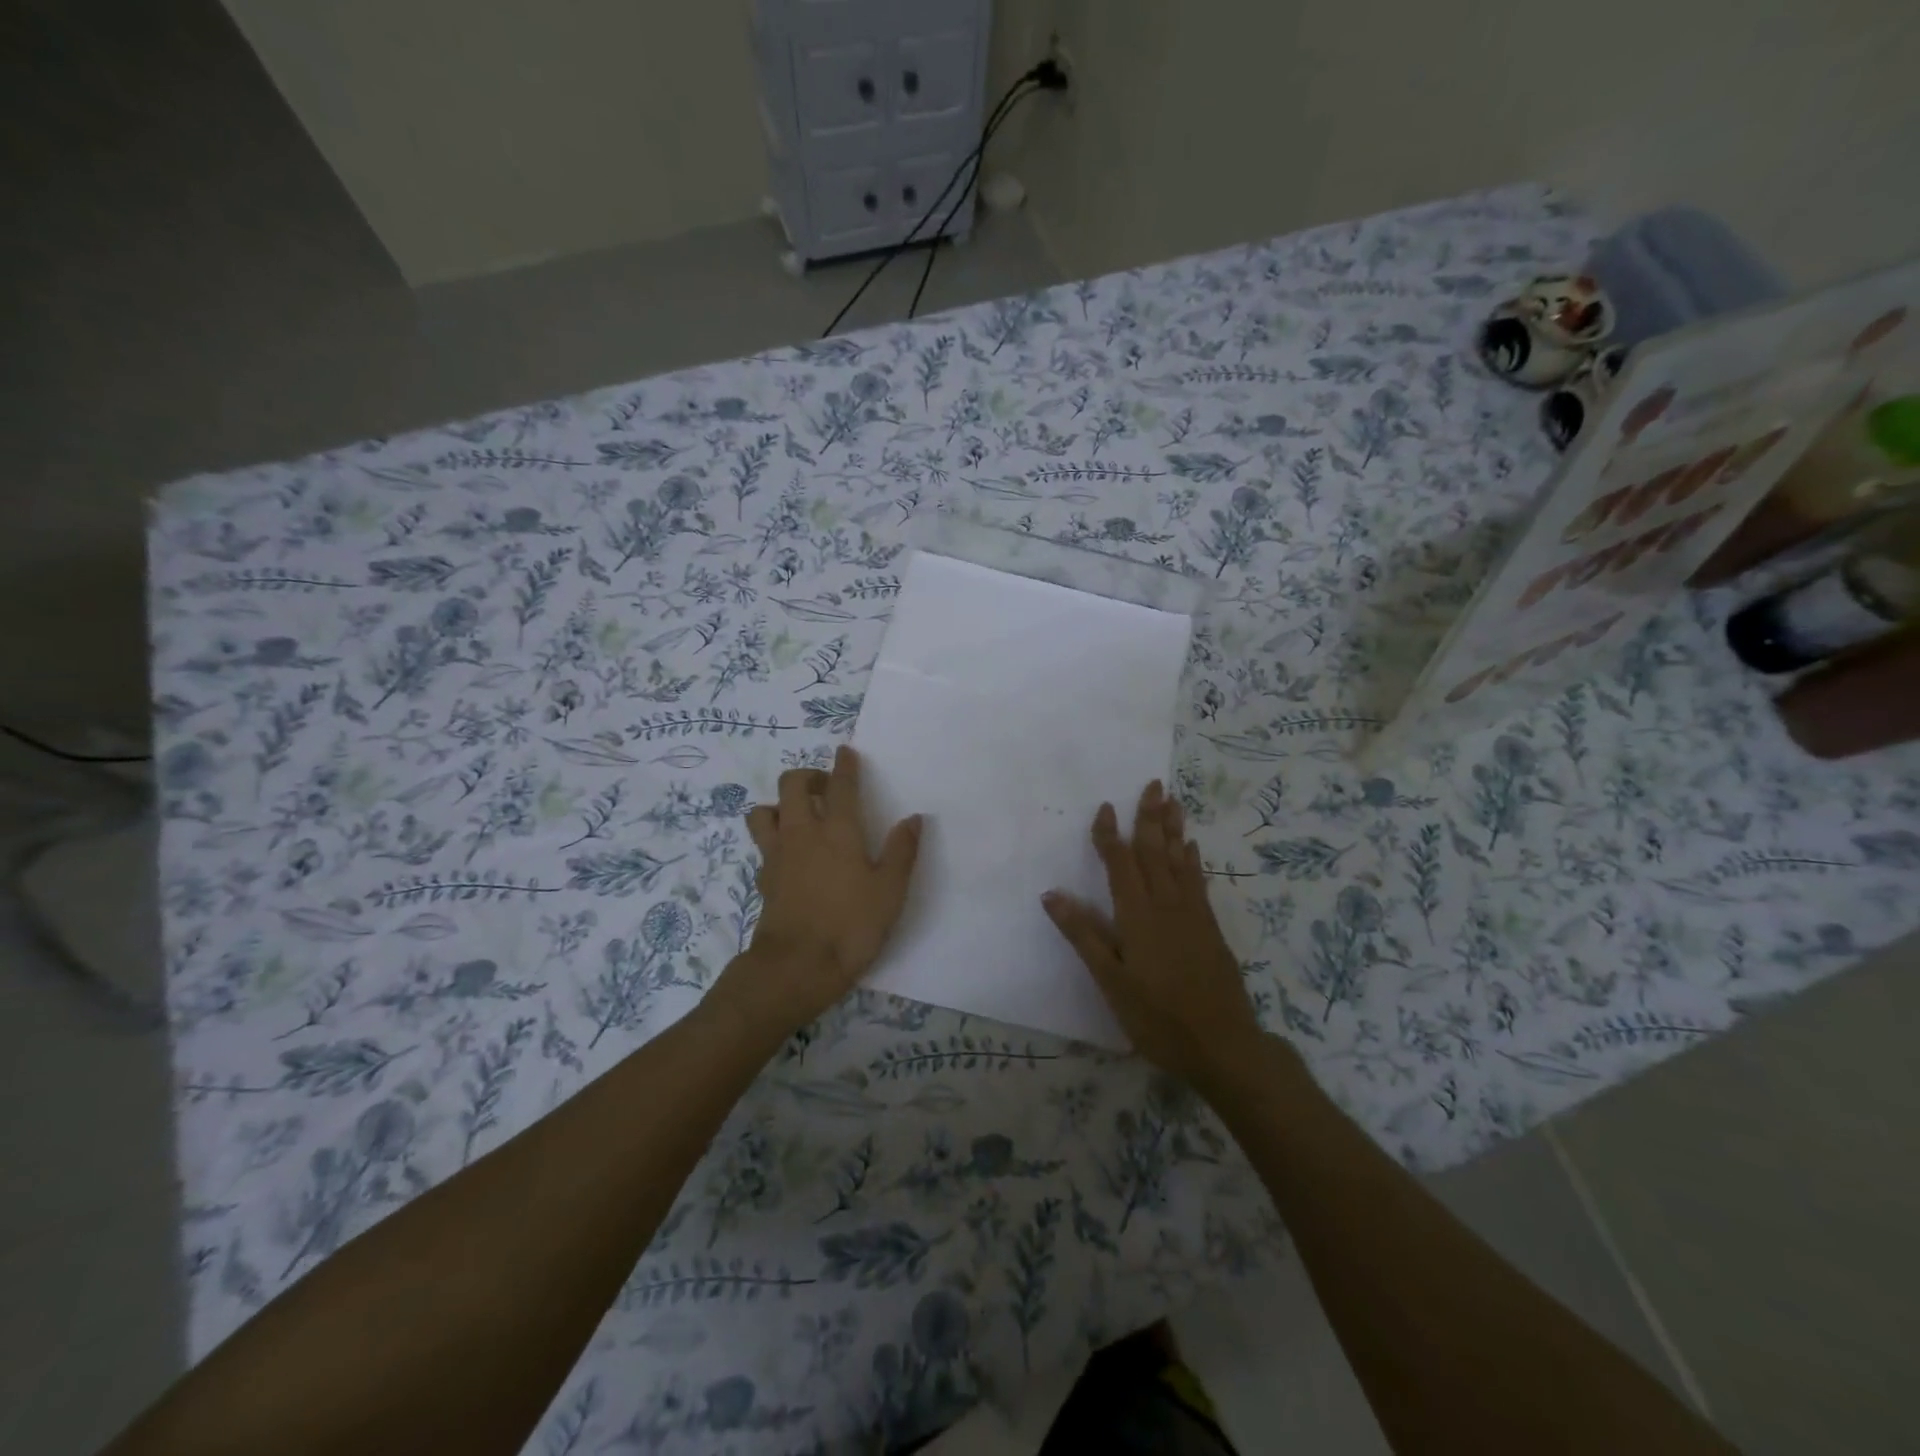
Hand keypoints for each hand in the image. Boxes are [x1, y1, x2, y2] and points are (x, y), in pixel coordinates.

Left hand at [714, 746, 921, 1037]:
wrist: (796, 967)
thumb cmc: (851, 926)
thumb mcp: (890, 891)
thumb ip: (901, 851)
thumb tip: (914, 818)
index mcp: (838, 831)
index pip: (840, 785)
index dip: (844, 765)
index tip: (845, 752)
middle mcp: (802, 833)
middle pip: (792, 785)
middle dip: (807, 777)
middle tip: (824, 788)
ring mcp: (777, 855)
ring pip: (764, 811)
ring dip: (779, 805)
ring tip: (798, 817)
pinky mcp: (763, 879)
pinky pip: (762, 845)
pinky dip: (773, 839)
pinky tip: (789, 855)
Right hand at [1042, 780, 1262, 1084]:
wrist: (1223, 1045)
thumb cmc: (1158, 1017)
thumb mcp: (1111, 982)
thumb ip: (1083, 935)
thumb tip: (1051, 895)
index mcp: (1138, 916)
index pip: (1120, 864)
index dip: (1111, 835)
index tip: (1105, 806)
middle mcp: (1166, 905)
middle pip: (1155, 852)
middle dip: (1150, 817)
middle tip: (1153, 784)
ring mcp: (1192, 915)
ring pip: (1180, 861)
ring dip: (1174, 829)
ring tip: (1173, 800)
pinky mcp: (1210, 928)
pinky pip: (1198, 881)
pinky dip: (1193, 859)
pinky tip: (1192, 847)